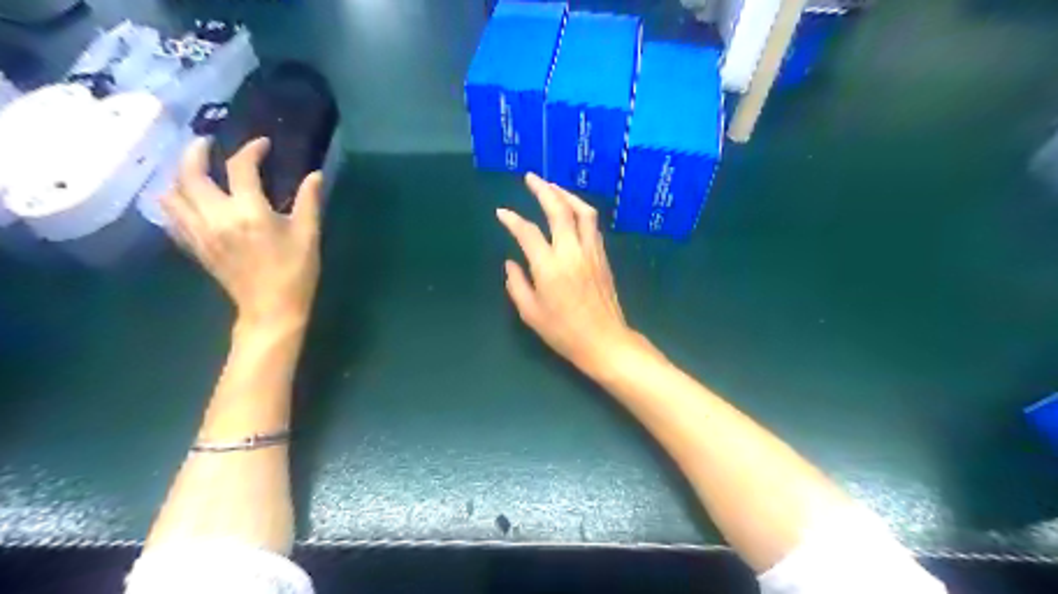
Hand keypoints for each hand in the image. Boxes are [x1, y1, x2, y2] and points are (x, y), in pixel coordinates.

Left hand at [163, 136, 322, 329]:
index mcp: (248, 213)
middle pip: (190, 174)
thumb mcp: (309, 235)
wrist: (271, 309)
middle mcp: (216, 217)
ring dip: (179, 175)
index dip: (251, 150)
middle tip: (208, 143)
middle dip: (196, 151)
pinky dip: (175, 201)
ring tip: (194, 170)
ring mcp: (199, 233)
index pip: (241, 168)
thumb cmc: (295, 272)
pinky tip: (188, 200)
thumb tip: (315, 175)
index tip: (263, 145)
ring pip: (172, 194)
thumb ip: (309, 201)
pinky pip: (172, 216)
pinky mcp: (194, 246)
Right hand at [496, 175, 636, 372]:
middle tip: (531, 178)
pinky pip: (592, 225)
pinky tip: (572, 210)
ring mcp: (591, 252)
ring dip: (566, 195)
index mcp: (549, 267)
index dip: (512, 220)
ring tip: (553, 187)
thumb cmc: (564, 332)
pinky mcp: (603, 257)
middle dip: (543, 189)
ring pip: (582, 212)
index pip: (528, 232)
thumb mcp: (531, 313)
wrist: (605, 341)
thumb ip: (517, 284)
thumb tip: (511, 263)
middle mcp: (571, 252)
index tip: (502, 213)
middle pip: (559, 210)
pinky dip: (580, 210)